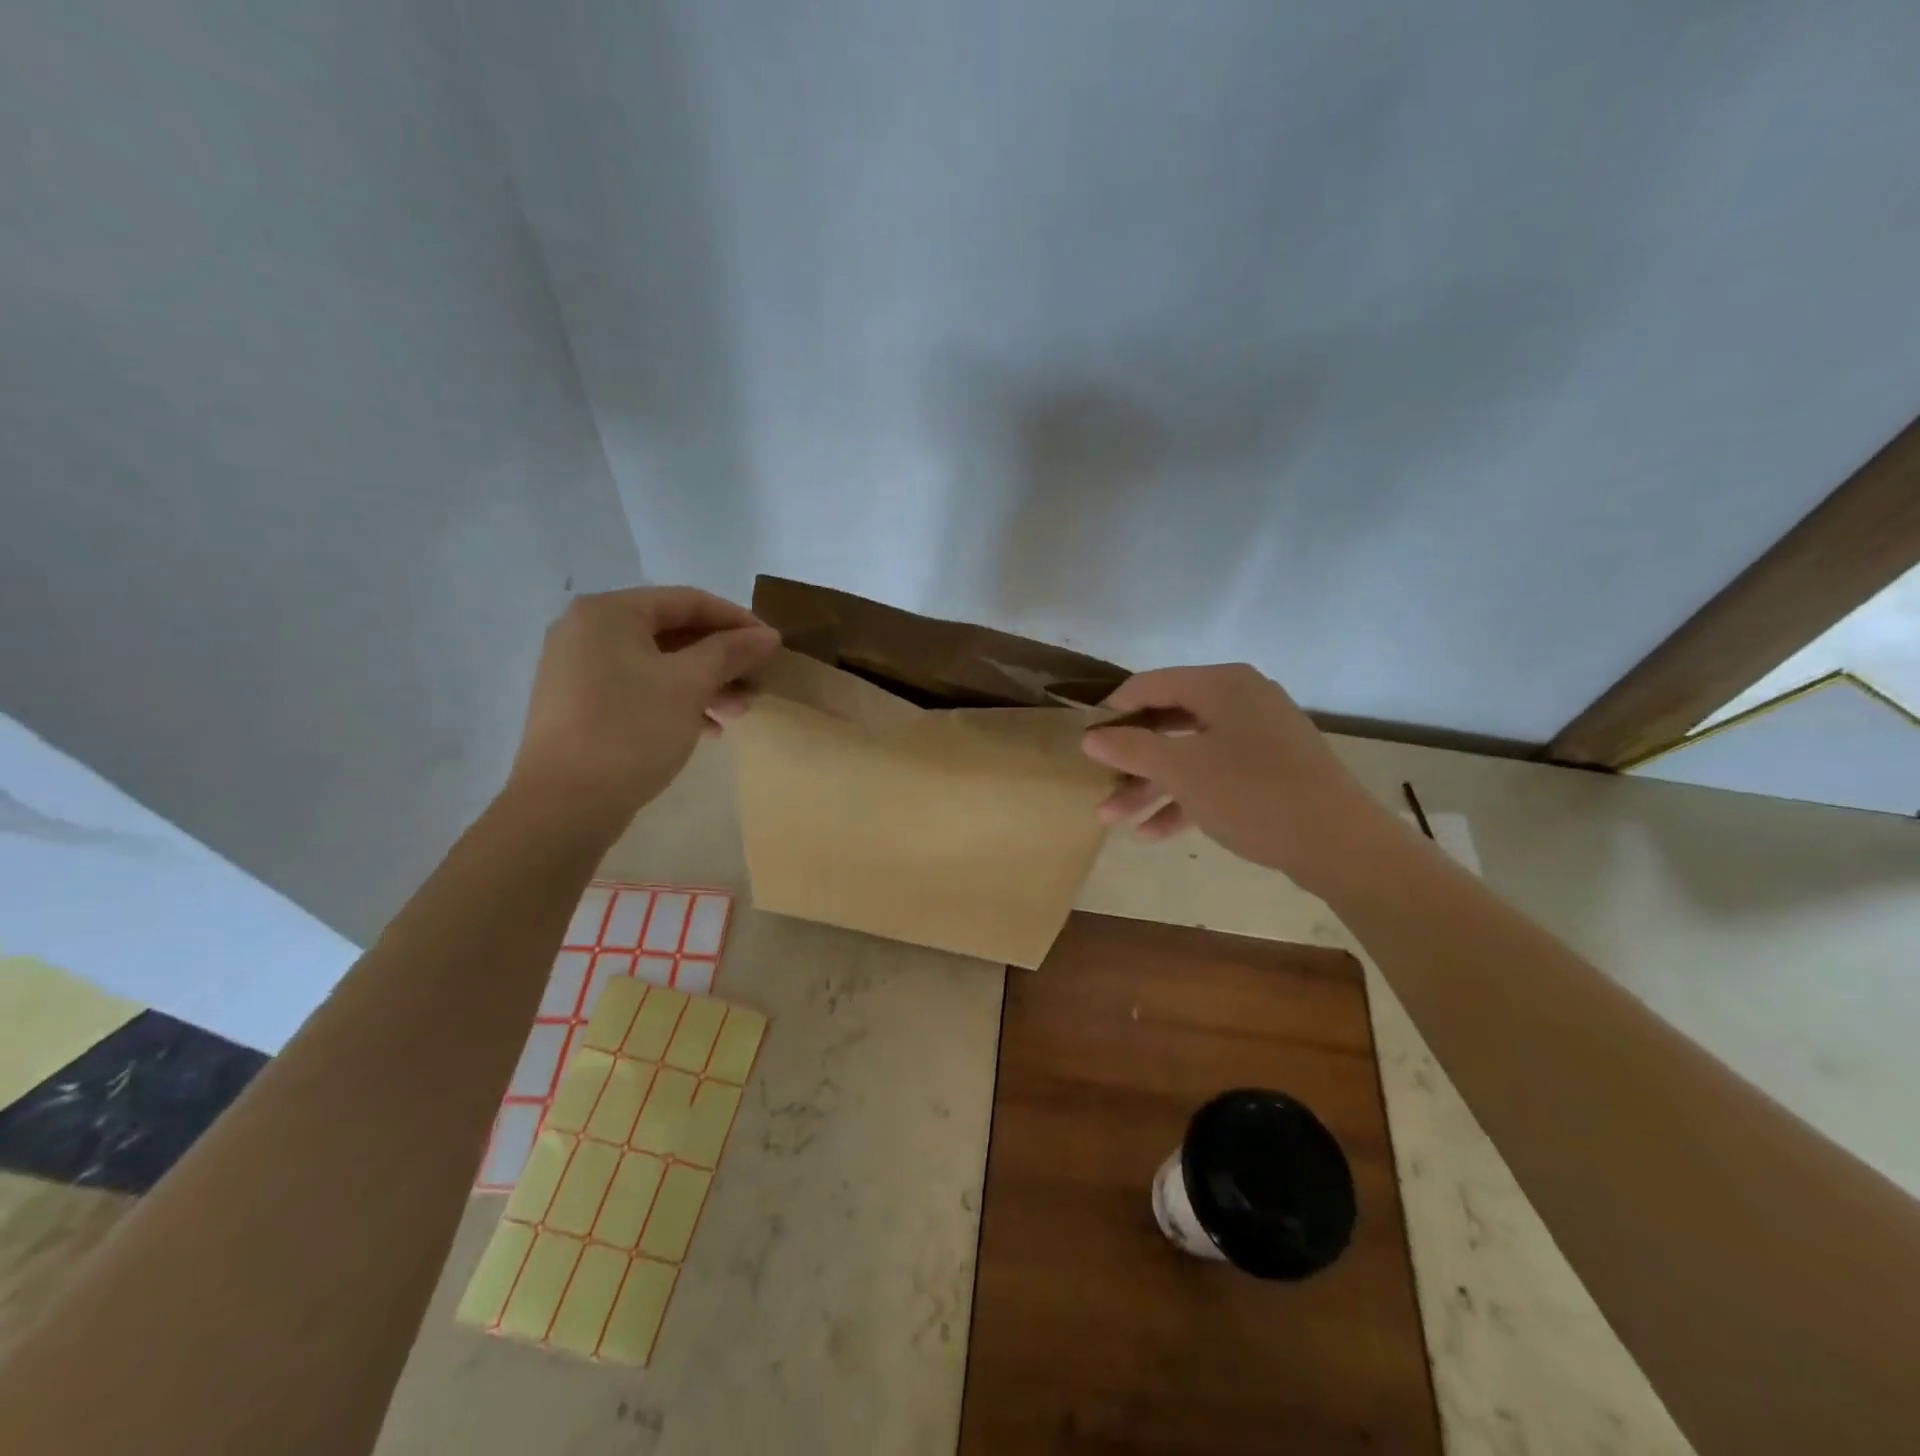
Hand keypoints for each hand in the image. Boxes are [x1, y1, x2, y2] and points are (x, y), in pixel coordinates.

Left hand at [506, 587, 779, 833]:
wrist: (564, 805)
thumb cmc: (631, 731)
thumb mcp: (689, 685)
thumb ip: (730, 652)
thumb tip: (768, 635)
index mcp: (609, 613)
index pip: (688, 601)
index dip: (736, 620)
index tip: (772, 646)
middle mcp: (588, 631)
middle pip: (673, 632)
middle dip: (722, 659)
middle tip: (757, 684)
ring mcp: (579, 669)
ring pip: (659, 664)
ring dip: (705, 684)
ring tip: (738, 713)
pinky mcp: (580, 705)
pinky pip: (639, 689)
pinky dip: (676, 702)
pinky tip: (707, 729)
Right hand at [1081, 664, 1393, 893]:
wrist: (1340, 844)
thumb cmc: (1253, 793)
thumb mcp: (1182, 770)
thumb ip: (1131, 748)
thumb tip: (1088, 736)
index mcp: (1222, 684)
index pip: (1149, 685)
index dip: (1112, 711)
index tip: (1083, 741)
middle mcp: (1240, 701)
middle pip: (1168, 722)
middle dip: (1129, 758)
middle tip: (1096, 782)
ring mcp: (1257, 737)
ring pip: (1188, 754)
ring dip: (1149, 785)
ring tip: (1110, 818)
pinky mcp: (1268, 771)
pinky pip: (1214, 776)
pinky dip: (1184, 800)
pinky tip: (1152, 833)